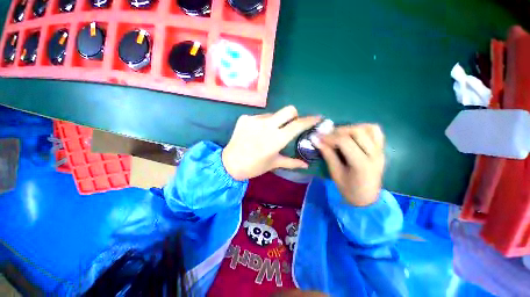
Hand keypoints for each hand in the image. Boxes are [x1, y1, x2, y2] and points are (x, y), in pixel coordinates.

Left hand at [222, 106, 320, 180]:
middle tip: (291, 124)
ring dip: (276, 121)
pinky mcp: (245, 118)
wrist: (230, 163)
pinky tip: (256, 132)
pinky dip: (263, 123)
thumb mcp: (274, 164)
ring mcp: (254, 119)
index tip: (317, 117)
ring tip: (269, 133)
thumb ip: (292, 162)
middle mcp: (267, 126)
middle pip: (289, 109)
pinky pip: (260, 117)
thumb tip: (306, 165)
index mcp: (276, 139)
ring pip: (274, 114)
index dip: (310, 120)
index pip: (298, 124)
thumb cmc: (254, 166)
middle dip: (294, 115)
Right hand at [314, 124, 384, 205]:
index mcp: (362, 164)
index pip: (345, 142)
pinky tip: (353, 135)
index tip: (318, 138)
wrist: (367, 198)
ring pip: (368, 128)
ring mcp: (380, 151)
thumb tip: (316, 140)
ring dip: (351, 128)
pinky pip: (376, 131)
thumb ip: (327, 154)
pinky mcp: (382, 149)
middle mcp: (374, 154)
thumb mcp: (335, 173)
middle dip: (339, 131)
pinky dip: (363, 128)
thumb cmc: (349, 189)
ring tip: (340, 135)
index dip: (329, 137)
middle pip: (357, 131)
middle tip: (328, 137)